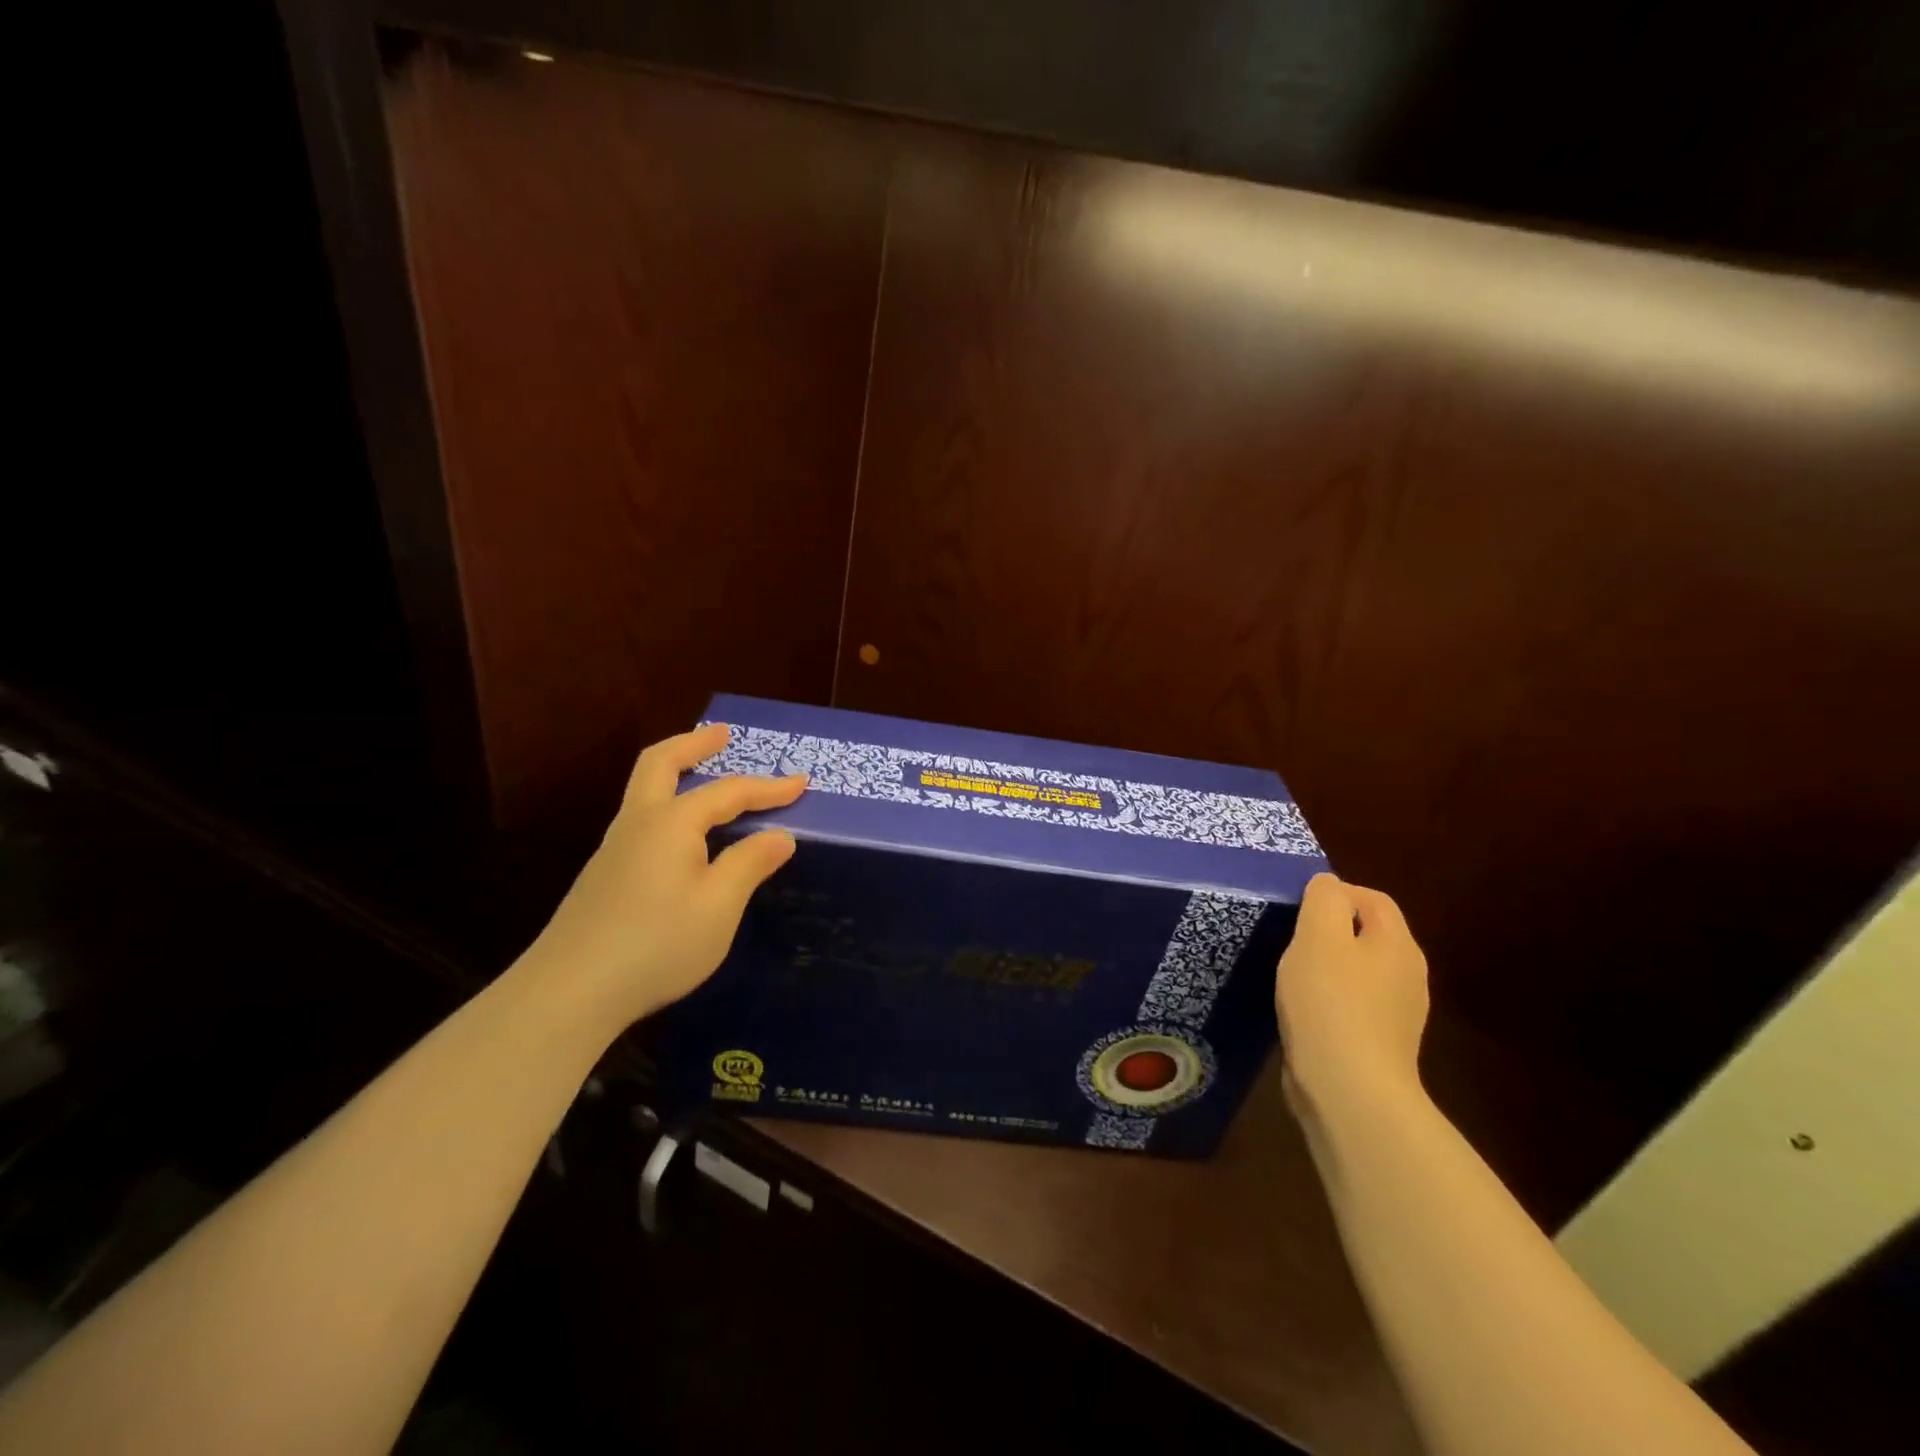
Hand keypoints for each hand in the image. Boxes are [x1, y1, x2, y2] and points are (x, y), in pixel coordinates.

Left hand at [521, 723, 805, 1030]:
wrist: (569, 992)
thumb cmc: (656, 943)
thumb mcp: (719, 906)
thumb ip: (750, 863)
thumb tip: (779, 835)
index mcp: (671, 822)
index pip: (729, 792)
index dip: (769, 788)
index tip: (803, 782)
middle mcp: (639, 823)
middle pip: (661, 764)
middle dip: (694, 745)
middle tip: (722, 734)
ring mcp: (615, 849)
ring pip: (645, 790)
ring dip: (676, 771)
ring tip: (705, 774)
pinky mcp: (605, 876)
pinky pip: (643, 819)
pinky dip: (668, 804)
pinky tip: (683, 836)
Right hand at [1274, 873, 1429, 1122]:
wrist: (1350, 1090)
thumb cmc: (1330, 1002)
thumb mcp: (1318, 936)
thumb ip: (1324, 900)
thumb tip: (1329, 884)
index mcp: (1398, 945)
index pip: (1374, 899)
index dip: (1337, 893)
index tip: (1298, 907)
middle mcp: (1408, 976)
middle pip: (1369, 935)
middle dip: (1331, 930)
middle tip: (1291, 939)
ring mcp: (1398, 1014)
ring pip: (1360, 972)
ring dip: (1328, 967)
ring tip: (1292, 975)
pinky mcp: (1379, 1045)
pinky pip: (1353, 1006)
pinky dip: (1330, 1001)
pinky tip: (1304, 1012)